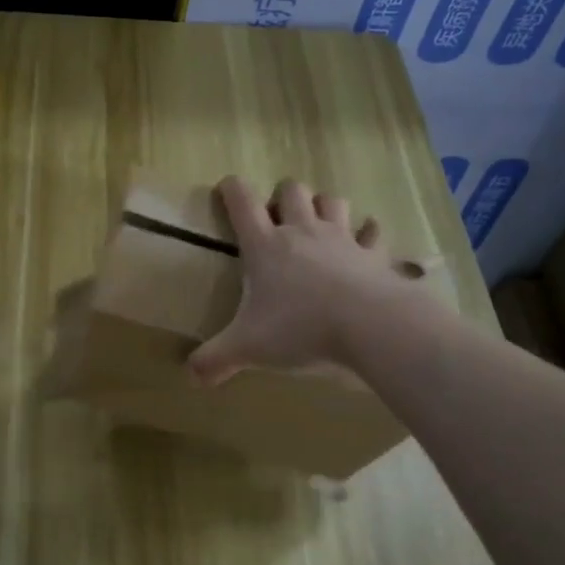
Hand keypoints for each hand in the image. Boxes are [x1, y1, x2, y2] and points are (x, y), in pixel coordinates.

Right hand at [188, 176, 430, 385]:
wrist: (370, 327)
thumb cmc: (299, 329)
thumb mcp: (247, 348)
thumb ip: (215, 359)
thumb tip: (191, 375)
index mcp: (265, 246)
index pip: (241, 201)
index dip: (231, 189)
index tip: (225, 190)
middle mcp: (302, 232)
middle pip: (292, 190)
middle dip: (281, 197)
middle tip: (276, 220)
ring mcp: (342, 239)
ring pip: (332, 201)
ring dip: (323, 206)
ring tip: (317, 224)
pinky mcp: (373, 255)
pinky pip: (372, 232)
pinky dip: (367, 233)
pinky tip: (364, 241)